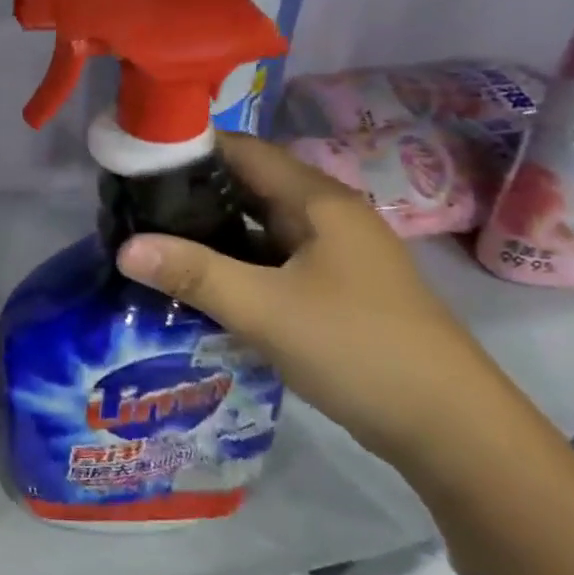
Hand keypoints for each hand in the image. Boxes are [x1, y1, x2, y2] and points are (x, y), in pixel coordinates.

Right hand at [116, 133, 516, 466]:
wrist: (449, 425)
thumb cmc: (357, 348)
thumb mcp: (265, 309)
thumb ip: (194, 274)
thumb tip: (125, 247)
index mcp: (318, 201)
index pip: (244, 151)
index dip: (191, 149)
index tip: (137, 161)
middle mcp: (327, 216)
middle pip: (250, 186)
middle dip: (193, 193)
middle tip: (134, 206)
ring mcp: (334, 254)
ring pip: (260, 227)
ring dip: (213, 232)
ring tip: (155, 241)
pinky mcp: (334, 289)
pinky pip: (273, 261)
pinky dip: (236, 264)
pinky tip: (201, 283)